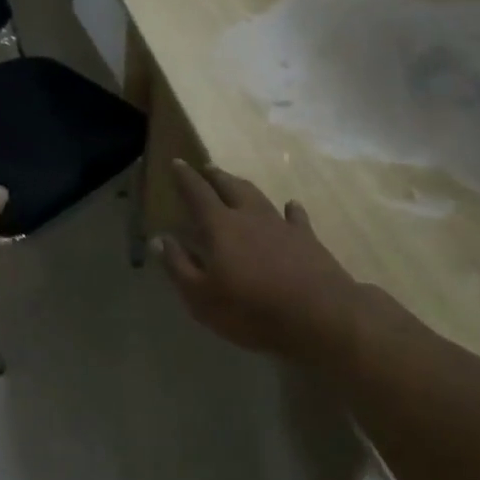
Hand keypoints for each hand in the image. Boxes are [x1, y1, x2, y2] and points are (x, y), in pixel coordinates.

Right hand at [155, 161, 376, 362]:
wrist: (320, 316)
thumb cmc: (252, 310)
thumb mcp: (201, 297)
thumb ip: (178, 266)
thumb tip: (159, 239)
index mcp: (220, 227)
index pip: (197, 193)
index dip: (185, 177)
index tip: (177, 162)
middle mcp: (250, 216)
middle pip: (230, 187)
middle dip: (215, 176)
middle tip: (206, 168)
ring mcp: (282, 225)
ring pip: (259, 196)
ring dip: (244, 186)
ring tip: (235, 181)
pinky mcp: (308, 239)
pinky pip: (296, 216)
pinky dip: (290, 209)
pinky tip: (290, 206)